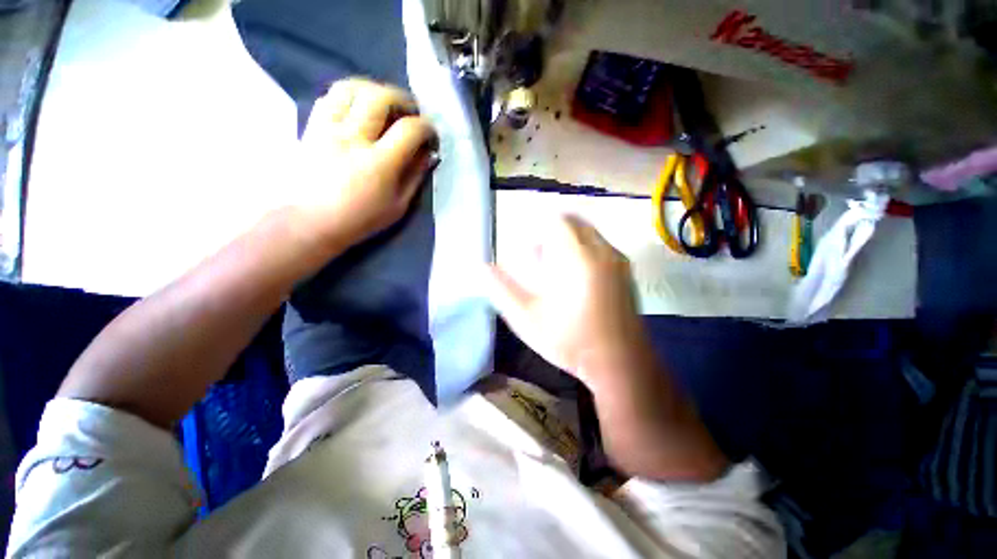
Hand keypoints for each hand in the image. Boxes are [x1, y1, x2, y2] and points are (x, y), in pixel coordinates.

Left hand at [293, 78, 436, 251]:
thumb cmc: (360, 219)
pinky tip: (358, 110)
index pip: (409, 129)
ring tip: (384, 105)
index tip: (431, 134)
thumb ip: (415, 176)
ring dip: (374, 91)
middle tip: (410, 113)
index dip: (426, 126)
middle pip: (380, 97)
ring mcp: (328, 128)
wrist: (311, 222)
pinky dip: (349, 96)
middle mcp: (352, 138)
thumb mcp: (398, 205)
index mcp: (378, 163)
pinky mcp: (312, 126)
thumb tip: (428, 153)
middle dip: (403, 99)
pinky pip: (330, 96)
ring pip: (351, 87)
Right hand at [486, 215, 650, 389]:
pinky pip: (601, 246)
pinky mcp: (626, 272)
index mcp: (577, 258)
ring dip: (568, 240)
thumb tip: (482, 267)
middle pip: (575, 222)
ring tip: (552, 267)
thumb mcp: (526, 318)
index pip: (558, 221)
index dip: (538, 227)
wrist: (620, 363)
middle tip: (536, 255)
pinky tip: (574, 278)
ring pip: (589, 233)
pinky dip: (583, 249)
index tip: (527, 246)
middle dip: (552, 232)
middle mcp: (601, 251)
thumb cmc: (569, 341)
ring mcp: (618, 261)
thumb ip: (502, 289)